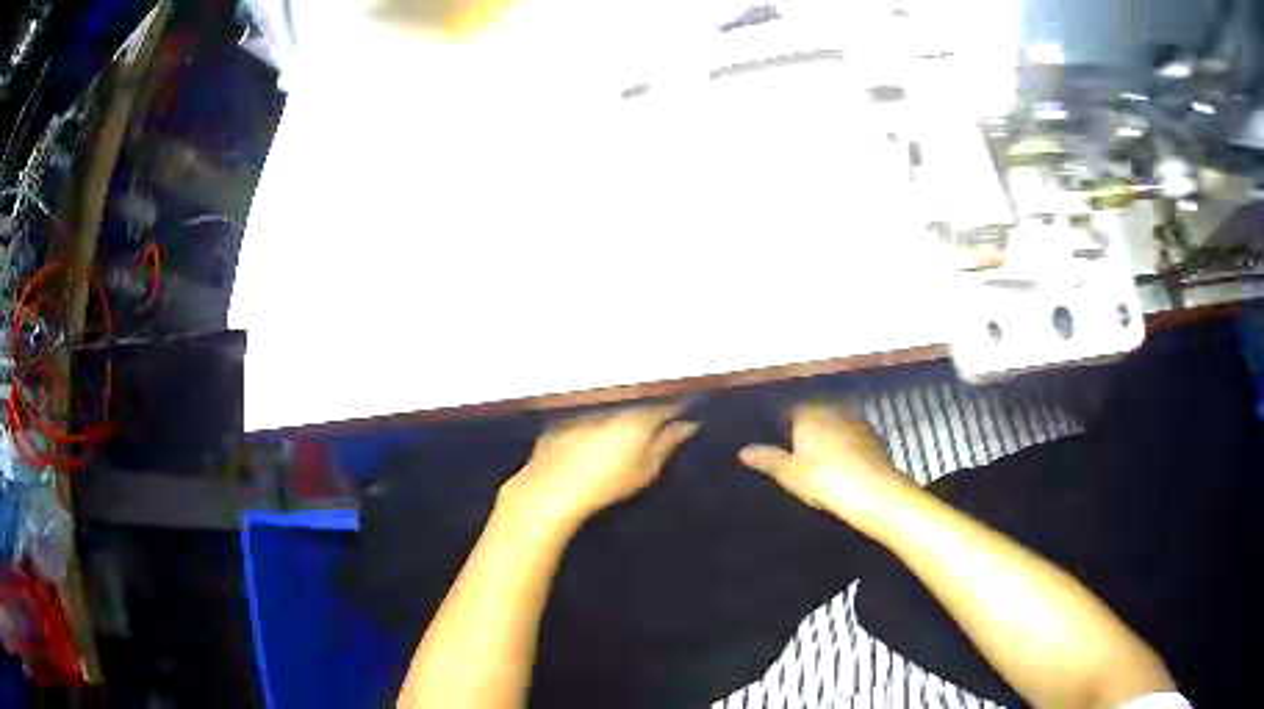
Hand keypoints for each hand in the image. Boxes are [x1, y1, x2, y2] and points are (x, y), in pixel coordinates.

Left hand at [500, 405, 698, 525]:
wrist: (551, 488)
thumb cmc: (606, 483)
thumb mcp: (646, 469)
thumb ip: (669, 443)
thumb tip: (690, 424)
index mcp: (640, 413)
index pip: (669, 401)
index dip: (681, 404)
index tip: (690, 408)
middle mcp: (615, 400)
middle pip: (641, 395)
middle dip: (652, 401)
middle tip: (662, 414)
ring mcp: (587, 403)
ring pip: (614, 398)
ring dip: (624, 405)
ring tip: (629, 421)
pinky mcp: (564, 411)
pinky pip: (589, 405)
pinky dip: (597, 413)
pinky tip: (596, 428)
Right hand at [739, 404, 909, 533]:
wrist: (875, 492)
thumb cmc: (825, 480)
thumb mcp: (789, 474)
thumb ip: (767, 459)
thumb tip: (743, 451)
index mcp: (809, 413)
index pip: (788, 410)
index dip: (779, 424)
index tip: (773, 440)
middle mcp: (832, 410)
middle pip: (812, 414)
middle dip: (803, 428)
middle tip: (792, 451)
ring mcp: (856, 422)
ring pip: (833, 424)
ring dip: (825, 436)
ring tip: (815, 459)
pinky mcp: (873, 437)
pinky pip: (850, 437)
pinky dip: (843, 446)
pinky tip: (840, 464)